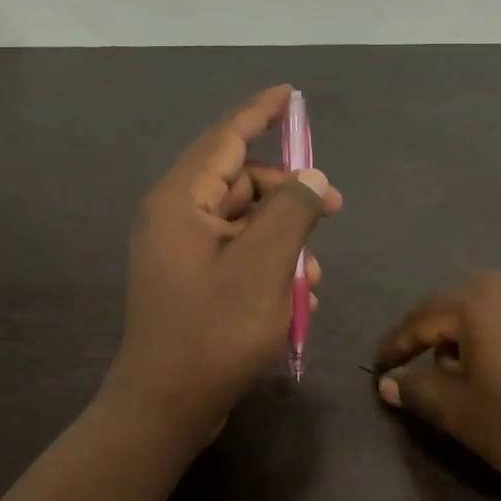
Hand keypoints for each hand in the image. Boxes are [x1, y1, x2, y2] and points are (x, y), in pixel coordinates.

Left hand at [101, 86, 341, 447]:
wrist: (167, 405)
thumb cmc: (214, 331)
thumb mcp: (263, 266)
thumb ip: (291, 212)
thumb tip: (311, 177)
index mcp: (180, 202)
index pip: (225, 139)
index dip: (260, 113)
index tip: (291, 95)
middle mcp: (175, 219)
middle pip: (239, 184)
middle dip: (289, 194)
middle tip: (334, 209)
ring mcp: (181, 254)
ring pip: (244, 225)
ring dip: (284, 241)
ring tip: (314, 277)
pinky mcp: (192, 284)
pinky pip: (237, 257)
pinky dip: (268, 267)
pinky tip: (296, 298)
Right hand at [375, 269, 500, 500]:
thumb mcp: (465, 416)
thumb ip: (419, 391)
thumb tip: (389, 382)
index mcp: (480, 298)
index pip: (421, 318)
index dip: (396, 347)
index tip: (380, 369)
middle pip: (459, 304)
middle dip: (437, 338)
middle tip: (426, 371)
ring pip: (497, 306)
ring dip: (475, 334)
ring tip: (472, 371)